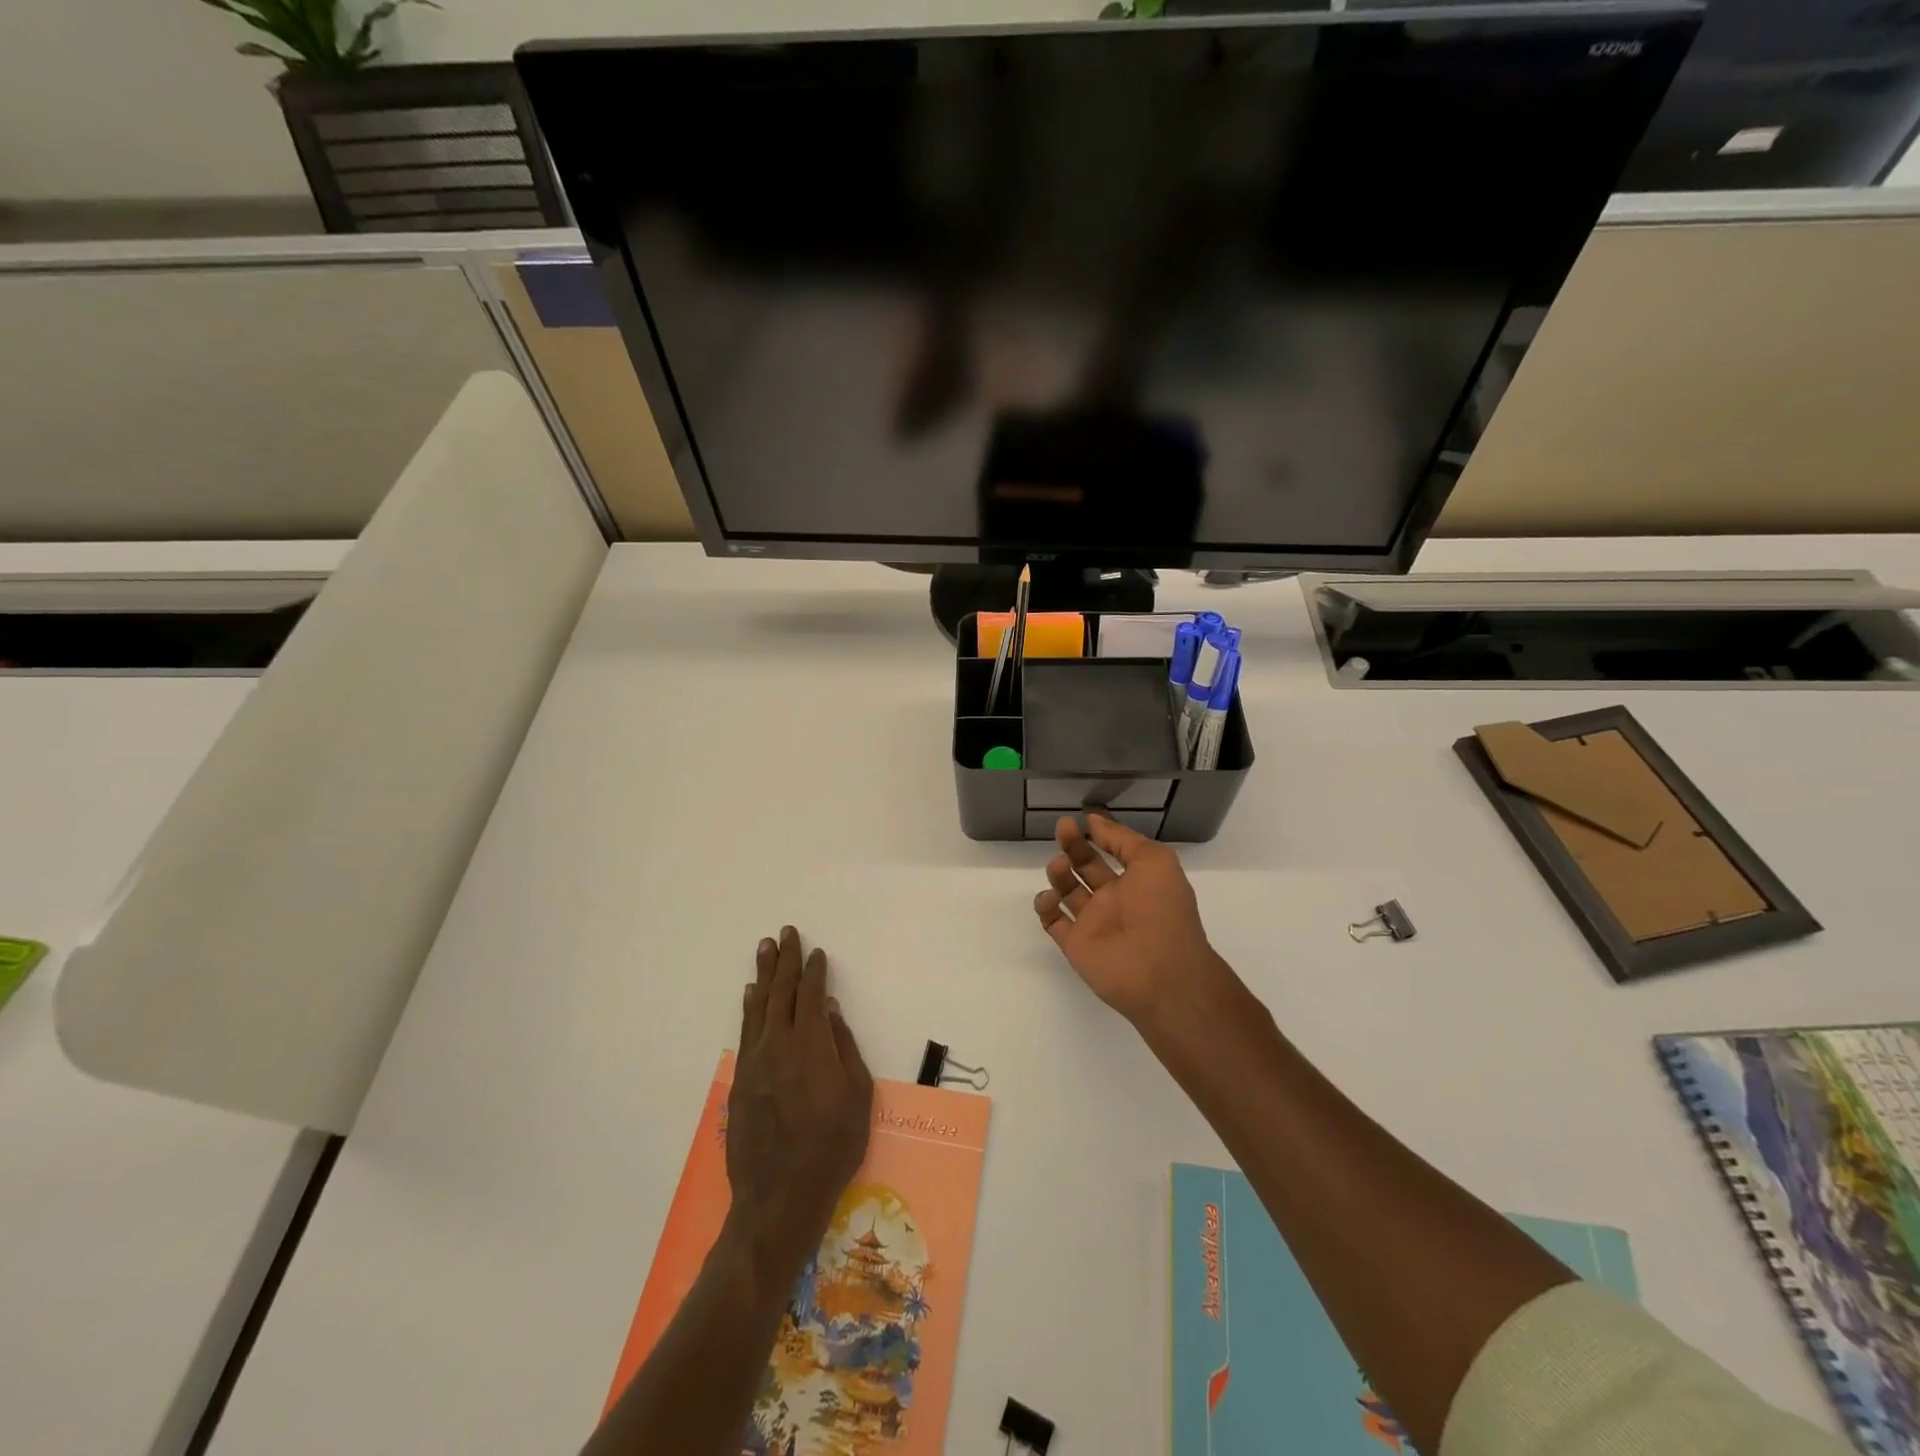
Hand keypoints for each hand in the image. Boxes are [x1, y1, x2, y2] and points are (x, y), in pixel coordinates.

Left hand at [725, 927, 873, 1279]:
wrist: (780, 1197)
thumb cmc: (832, 1147)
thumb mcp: (856, 1097)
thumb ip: (843, 1047)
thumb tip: (829, 1010)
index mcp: (810, 1045)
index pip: (810, 995)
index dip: (814, 971)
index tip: (816, 953)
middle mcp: (778, 1044)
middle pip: (781, 992)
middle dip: (785, 960)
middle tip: (786, 932)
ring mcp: (755, 1062)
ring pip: (758, 1007)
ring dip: (763, 975)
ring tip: (765, 949)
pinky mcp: (740, 1081)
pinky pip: (745, 1031)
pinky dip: (748, 1008)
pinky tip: (750, 995)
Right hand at [1033, 813, 1232, 1025]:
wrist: (1159, 972)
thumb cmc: (1162, 911)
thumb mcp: (1155, 861)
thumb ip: (1122, 839)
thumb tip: (1094, 821)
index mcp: (1138, 879)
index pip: (1114, 850)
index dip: (1100, 833)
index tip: (1082, 817)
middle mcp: (1115, 898)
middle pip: (1086, 866)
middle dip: (1074, 845)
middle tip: (1063, 828)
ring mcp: (1093, 922)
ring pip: (1067, 891)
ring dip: (1059, 873)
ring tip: (1059, 866)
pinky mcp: (1075, 944)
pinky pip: (1053, 922)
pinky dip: (1046, 906)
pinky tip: (1050, 897)